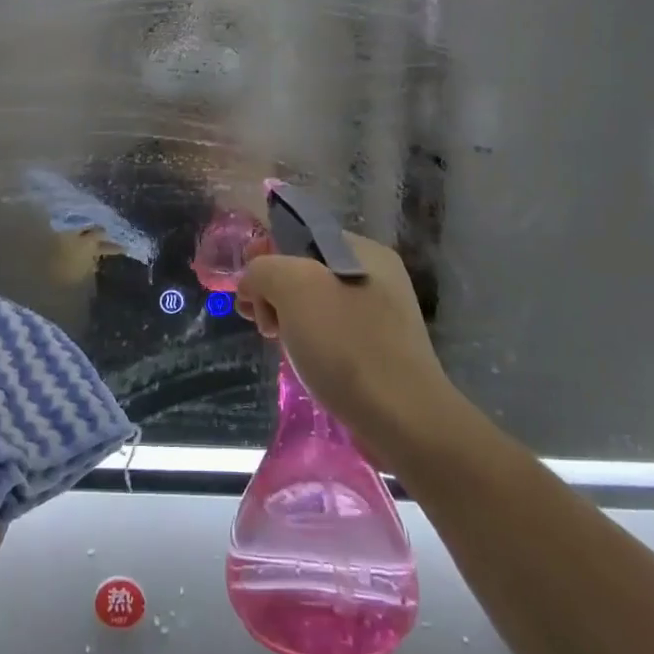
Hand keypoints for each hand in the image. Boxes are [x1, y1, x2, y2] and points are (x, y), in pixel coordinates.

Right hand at [235, 233, 459, 468]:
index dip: (266, 254)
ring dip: (287, 318)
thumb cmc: (347, 345)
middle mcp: (375, 276)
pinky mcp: (378, 350)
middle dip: (273, 291)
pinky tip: (303, 361)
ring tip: (279, 344)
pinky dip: (309, 341)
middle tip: (262, 322)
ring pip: (315, 303)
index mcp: (362, 250)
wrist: (403, 419)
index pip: (300, 235)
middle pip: (304, 269)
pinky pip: (331, 332)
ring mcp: (380, 315)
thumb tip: (254, 285)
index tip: (249, 290)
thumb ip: (263, 270)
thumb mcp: (293, 287)